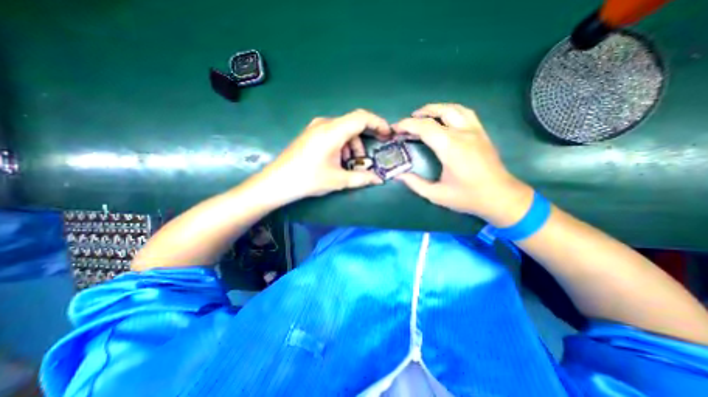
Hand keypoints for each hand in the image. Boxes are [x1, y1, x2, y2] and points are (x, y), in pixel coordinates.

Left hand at [258, 109, 389, 201]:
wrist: (277, 182)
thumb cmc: (308, 179)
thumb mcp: (338, 180)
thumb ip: (362, 178)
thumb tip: (379, 180)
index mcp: (332, 131)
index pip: (362, 117)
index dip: (378, 123)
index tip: (388, 135)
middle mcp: (325, 124)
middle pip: (353, 124)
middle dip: (365, 139)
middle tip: (370, 155)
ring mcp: (316, 127)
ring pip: (344, 130)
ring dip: (352, 145)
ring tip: (351, 164)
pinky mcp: (312, 134)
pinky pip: (334, 134)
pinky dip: (342, 145)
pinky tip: (339, 160)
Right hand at [392, 103, 530, 225]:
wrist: (501, 197)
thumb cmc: (467, 197)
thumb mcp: (436, 195)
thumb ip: (415, 184)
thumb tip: (399, 175)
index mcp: (450, 147)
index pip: (425, 127)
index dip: (407, 125)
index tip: (395, 129)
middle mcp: (463, 134)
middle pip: (439, 112)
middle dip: (419, 114)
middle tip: (406, 123)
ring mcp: (475, 131)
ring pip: (454, 108)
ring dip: (436, 108)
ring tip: (423, 116)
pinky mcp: (482, 133)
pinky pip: (466, 113)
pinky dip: (451, 110)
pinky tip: (445, 118)